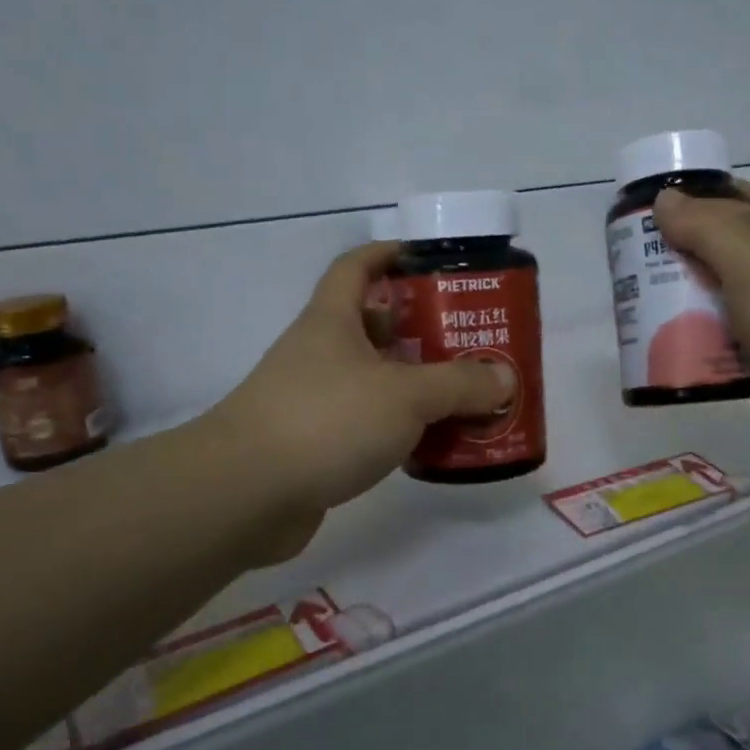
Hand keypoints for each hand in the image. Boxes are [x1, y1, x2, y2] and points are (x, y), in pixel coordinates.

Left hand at [210, 242, 513, 561]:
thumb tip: (504, 379)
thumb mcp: (405, 395)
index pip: (356, 267)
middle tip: (467, 340)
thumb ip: (460, 385)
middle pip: (371, 326)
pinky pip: (365, 423)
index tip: (425, 259)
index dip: (387, 254)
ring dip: (413, 384)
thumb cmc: (327, 420)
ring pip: (372, 379)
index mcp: (332, 321)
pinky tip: (429, 442)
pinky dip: (397, 427)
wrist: (245, 494)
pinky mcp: (312, 444)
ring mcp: (312, 400)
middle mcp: (319, 353)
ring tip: (462, 393)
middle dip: (418, 328)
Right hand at [650, 183, 749, 456]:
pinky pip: (711, 342)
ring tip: (632, 305)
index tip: (655, 204)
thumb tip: (664, 200)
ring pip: (708, 299)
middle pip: (715, 251)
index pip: (740, 199)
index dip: (701, 194)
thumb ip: (708, 230)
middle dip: (674, 253)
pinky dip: (686, 343)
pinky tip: (654, 348)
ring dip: (674, 302)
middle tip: (628, 262)